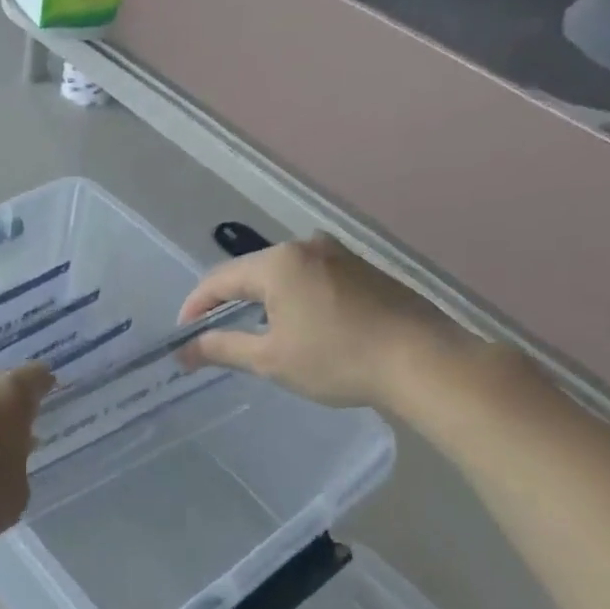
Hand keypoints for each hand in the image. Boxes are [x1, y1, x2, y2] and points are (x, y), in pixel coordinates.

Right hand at [177, 237, 455, 409]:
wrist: (425, 361)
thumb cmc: (337, 359)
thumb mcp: (270, 359)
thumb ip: (222, 348)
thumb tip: (184, 351)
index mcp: (277, 263)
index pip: (219, 279)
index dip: (195, 307)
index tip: (184, 335)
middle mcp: (306, 247)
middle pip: (250, 271)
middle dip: (228, 302)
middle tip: (215, 334)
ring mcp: (340, 255)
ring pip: (283, 274)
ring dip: (262, 300)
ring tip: (255, 332)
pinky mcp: (365, 270)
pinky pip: (312, 278)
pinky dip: (294, 298)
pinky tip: (300, 325)